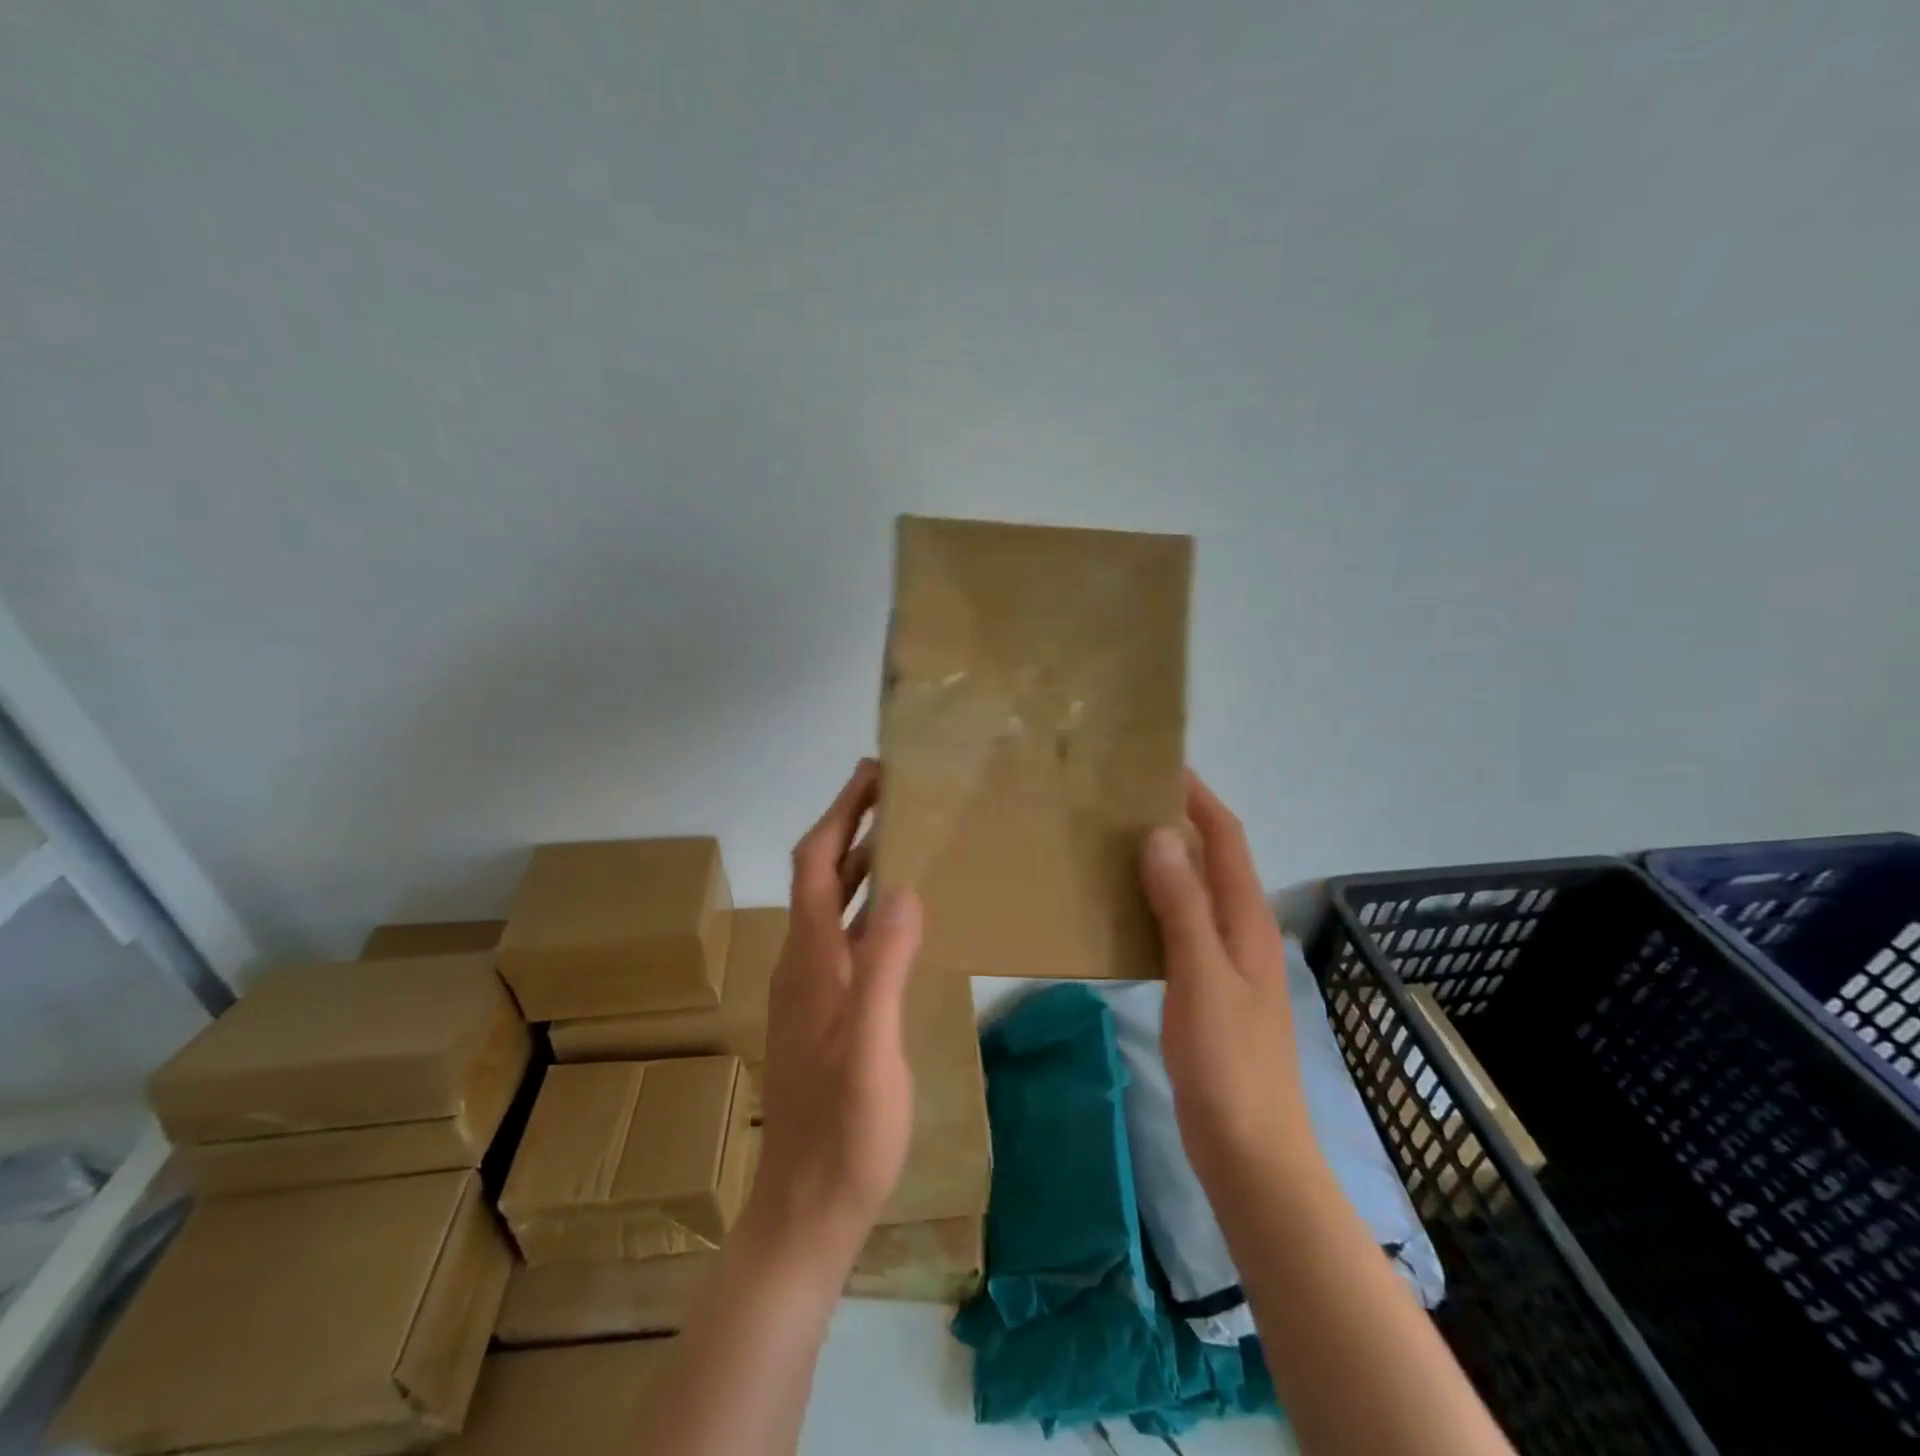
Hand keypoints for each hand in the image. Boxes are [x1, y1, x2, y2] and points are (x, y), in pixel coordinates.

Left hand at [747, 759, 922, 1269]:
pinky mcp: (826, 1011)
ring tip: (902, 835)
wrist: (808, 1207)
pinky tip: (898, 914)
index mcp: (812, 960)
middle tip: (893, 790)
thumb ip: (885, 967)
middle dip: (850, 826)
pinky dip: (868, 905)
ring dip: (860, 863)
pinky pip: (845, 936)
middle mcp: (804, 962)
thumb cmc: (845, 1130)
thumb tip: (904, 888)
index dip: (839, 815)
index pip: (817, 864)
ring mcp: (812, 989)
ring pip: (832, 906)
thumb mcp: (873, 1048)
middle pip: (820, 875)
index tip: (870, 774)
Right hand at [1141, 770, 1314, 1190]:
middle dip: (1175, 823)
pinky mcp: (1206, 988)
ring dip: (1161, 863)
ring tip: (1110, 843)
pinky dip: (1153, 904)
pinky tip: (1119, 909)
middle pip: (1211, 860)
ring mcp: (1225, 961)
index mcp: (1247, 920)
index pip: (1227, 839)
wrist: (1251, 1151)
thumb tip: (1159, 836)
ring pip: (1192, 893)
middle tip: (1119, 801)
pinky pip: (1178, 927)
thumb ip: (1183, 906)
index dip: (1199, 798)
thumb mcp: (1202, 978)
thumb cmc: (1229, 1062)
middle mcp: (1241, 931)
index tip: (1159, 766)